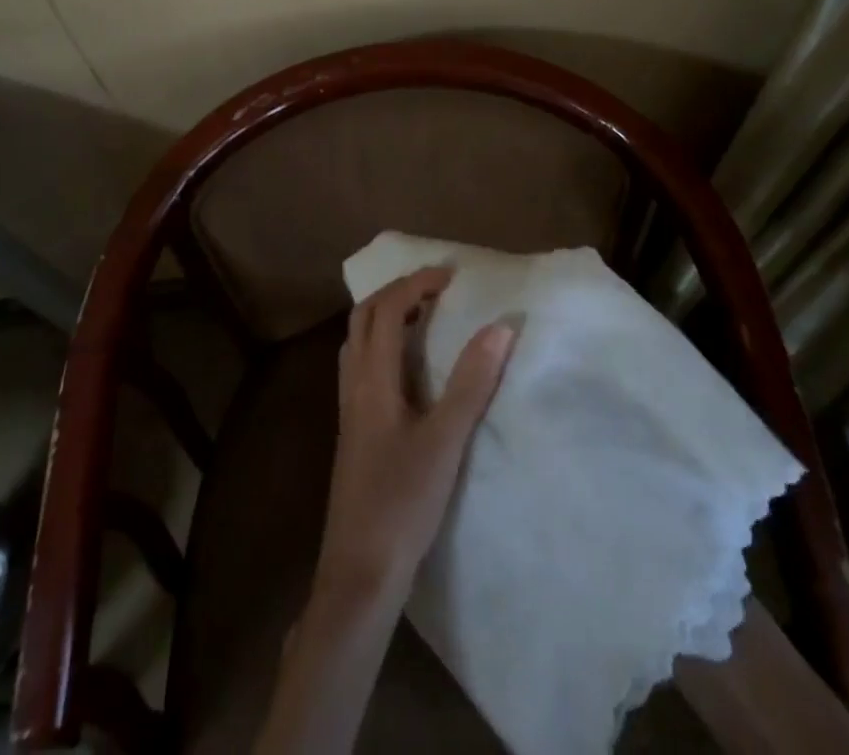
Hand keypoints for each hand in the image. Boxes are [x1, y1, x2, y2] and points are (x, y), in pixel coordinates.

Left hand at [313, 266, 516, 607]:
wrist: (359, 571)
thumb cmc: (403, 502)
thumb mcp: (445, 441)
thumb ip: (471, 383)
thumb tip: (499, 327)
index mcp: (372, 379)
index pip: (386, 310)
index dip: (415, 284)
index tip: (450, 276)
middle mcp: (353, 385)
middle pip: (363, 318)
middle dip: (396, 294)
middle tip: (434, 290)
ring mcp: (348, 409)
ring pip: (358, 342)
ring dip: (385, 318)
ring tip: (423, 319)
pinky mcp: (353, 431)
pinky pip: (361, 366)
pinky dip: (382, 346)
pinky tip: (407, 370)